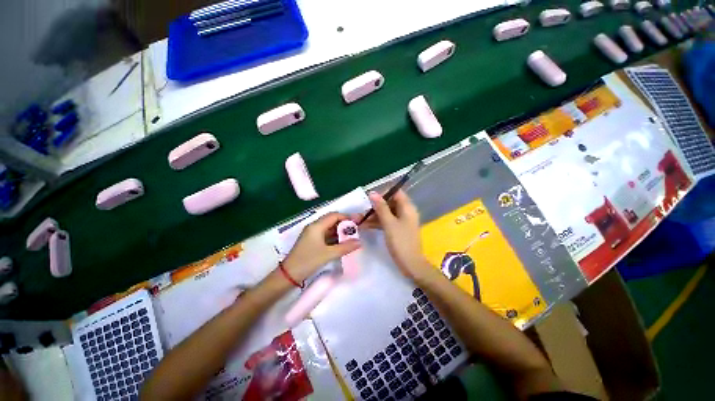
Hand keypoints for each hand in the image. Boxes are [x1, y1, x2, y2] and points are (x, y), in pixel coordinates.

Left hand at [282, 213, 360, 282]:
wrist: (289, 275)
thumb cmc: (308, 261)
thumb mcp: (328, 254)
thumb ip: (345, 247)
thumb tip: (359, 242)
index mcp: (317, 226)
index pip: (334, 216)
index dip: (346, 217)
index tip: (357, 222)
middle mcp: (314, 227)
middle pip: (332, 220)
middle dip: (344, 224)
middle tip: (355, 230)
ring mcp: (312, 234)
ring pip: (329, 228)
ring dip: (340, 231)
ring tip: (351, 237)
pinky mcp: (312, 241)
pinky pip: (325, 235)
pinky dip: (334, 237)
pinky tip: (342, 243)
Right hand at [358, 190, 433, 281]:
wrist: (410, 264)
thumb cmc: (400, 241)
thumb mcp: (389, 223)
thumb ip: (381, 207)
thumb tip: (373, 193)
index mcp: (407, 207)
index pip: (396, 192)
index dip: (383, 193)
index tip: (370, 199)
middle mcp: (405, 212)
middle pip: (389, 203)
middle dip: (375, 207)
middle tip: (361, 212)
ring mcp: (402, 221)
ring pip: (386, 213)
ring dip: (373, 216)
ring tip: (358, 220)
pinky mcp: (398, 229)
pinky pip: (387, 222)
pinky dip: (377, 223)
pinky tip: (365, 226)